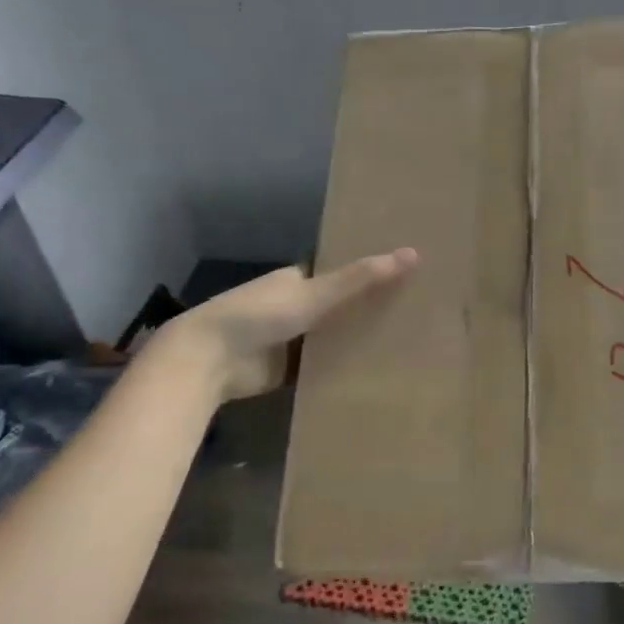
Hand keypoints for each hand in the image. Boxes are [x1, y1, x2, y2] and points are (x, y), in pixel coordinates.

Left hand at [155, 248, 418, 399]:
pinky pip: (322, 366)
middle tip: (415, 306)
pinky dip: (342, 366)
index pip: (338, 270)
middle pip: (338, 304)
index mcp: (296, 278)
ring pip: (332, 336)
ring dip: (356, 337)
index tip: (403, 271)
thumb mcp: (316, 293)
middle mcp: (294, 305)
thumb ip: (361, 278)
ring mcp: (290, 339)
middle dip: (367, 305)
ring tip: (407, 337)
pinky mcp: (288, 370)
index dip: (367, 269)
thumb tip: (413, 253)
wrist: (208, 362)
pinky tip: (378, 368)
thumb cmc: (259, 315)